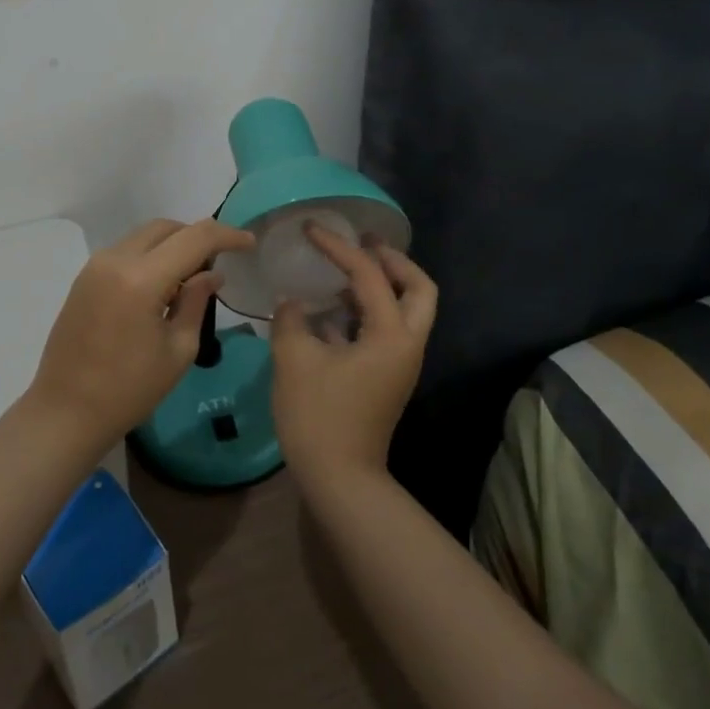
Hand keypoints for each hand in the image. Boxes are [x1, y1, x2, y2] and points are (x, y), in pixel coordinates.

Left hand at [23, 217, 256, 453]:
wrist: (66, 411)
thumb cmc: (129, 390)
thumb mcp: (178, 350)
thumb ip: (197, 302)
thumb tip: (212, 274)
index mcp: (141, 279)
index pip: (194, 238)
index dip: (227, 235)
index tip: (249, 243)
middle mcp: (115, 260)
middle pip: (166, 228)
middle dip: (198, 236)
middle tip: (221, 259)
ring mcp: (95, 266)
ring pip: (144, 236)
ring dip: (173, 244)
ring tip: (193, 275)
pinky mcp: (84, 277)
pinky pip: (126, 251)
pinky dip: (150, 256)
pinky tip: (163, 284)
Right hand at [270, 226, 437, 490]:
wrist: (339, 478)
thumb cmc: (318, 416)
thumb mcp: (294, 359)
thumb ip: (291, 319)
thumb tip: (292, 301)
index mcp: (391, 335)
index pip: (369, 275)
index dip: (339, 247)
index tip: (311, 230)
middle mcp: (406, 344)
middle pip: (419, 288)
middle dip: (392, 259)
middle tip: (362, 241)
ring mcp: (400, 362)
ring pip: (405, 309)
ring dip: (381, 283)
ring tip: (343, 268)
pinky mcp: (386, 376)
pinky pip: (386, 328)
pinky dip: (365, 309)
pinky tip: (330, 308)